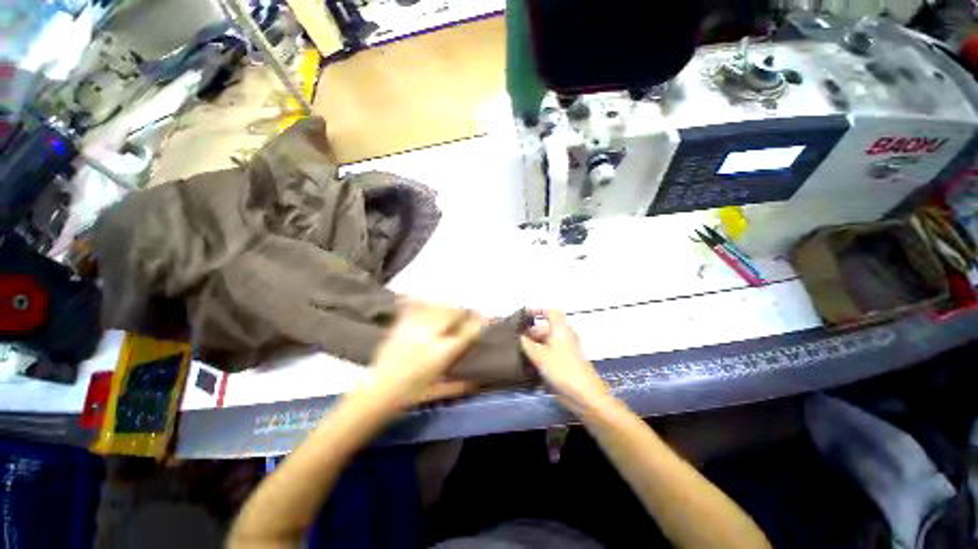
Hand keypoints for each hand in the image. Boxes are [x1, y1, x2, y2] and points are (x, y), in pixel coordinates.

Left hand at [365, 302, 482, 408]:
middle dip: (463, 311)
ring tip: (448, 310)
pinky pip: (413, 305)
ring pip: (436, 306)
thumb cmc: (408, 396)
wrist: (375, 394)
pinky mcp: (399, 325)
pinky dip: (421, 301)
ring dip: (446, 306)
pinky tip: (425, 301)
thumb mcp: (437, 392)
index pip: (468, 331)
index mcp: (442, 354)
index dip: (480, 322)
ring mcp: (414, 327)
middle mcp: (431, 336)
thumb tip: (478, 380)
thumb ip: (460, 386)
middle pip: (453, 312)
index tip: (486, 318)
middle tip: (465, 314)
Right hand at [520, 309, 612, 415]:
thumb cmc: (562, 369)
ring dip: (536, 343)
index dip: (538, 311)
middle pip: (547, 328)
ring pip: (548, 340)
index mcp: (560, 329)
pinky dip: (541, 352)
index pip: (551, 312)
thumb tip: (521, 337)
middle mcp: (565, 335)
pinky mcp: (567, 360)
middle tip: (518, 339)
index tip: (525, 315)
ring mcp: (567, 348)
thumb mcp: (540, 356)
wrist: (584, 394)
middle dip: (532, 331)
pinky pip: (552, 351)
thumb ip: (528, 345)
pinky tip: (531, 362)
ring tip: (521, 351)